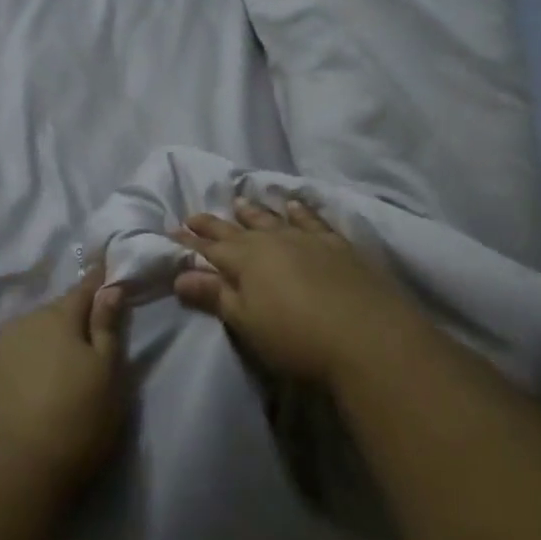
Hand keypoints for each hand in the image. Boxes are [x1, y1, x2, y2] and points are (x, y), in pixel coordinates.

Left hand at [0, 267, 127, 501]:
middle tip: (81, 347)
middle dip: (66, 324)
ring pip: (22, 339)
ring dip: (37, 349)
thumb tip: (109, 289)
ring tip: (48, 377)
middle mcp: (20, 325)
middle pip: (50, 316)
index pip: (83, 290)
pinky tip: (18, 399)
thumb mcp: (108, 376)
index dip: (95, 284)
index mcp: (58, 319)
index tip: (102, 272)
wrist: (6, 474)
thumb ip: (107, 328)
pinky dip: (12, 374)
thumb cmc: (74, 422)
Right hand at [172, 197, 434, 387]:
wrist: (368, 337)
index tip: (172, 233)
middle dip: (214, 224)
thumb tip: (180, 275)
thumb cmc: (296, 338)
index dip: (190, 243)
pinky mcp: (338, 245)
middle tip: (194, 214)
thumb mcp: (247, 322)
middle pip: (237, 230)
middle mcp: (274, 241)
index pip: (210, 248)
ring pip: (273, 219)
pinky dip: (300, 210)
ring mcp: (308, 239)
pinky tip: (294, 203)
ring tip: (240, 201)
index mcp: (246, 260)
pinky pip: (312, 220)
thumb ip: (215, 296)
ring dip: (254, 211)